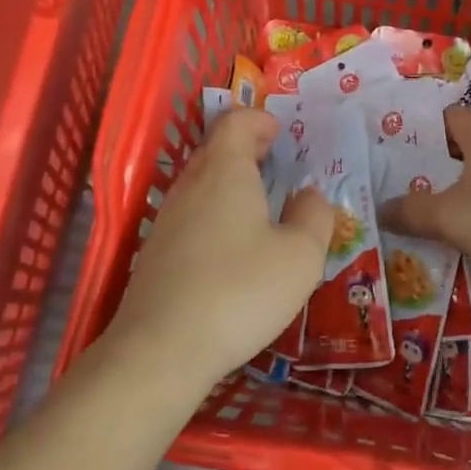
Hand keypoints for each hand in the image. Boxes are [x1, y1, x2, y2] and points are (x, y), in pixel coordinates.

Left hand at [106, 108, 333, 389]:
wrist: (161, 348)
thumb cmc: (240, 291)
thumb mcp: (300, 256)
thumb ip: (315, 217)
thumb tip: (310, 195)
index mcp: (225, 172)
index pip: (236, 122)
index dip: (259, 120)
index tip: (280, 133)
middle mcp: (190, 185)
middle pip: (216, 150)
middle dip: (247, 150)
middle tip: (276, 165)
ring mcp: (167, 219)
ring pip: (201, 184)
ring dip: (230, 184)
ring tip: (260, 207)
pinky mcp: (155, 252)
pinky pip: (191, 215)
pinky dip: (215, 214)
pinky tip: (232, 249)